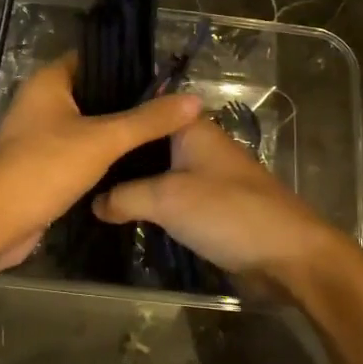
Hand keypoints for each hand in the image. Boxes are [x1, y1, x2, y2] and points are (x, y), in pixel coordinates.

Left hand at [0, 56, 201, 274]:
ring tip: (159, 133)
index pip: (91, 60)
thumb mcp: (103, 140)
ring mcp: (38, 136)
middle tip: (169, 107)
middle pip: (91, 93)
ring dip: (115, 131)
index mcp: (48, 83)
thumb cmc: (45, 167)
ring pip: (85, 125)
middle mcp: (40, 103)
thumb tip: (193, 100)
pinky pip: (77, 152)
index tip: (162, 76)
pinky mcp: (41, 166)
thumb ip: (148, 120)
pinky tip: (132, 163)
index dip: (125, 65)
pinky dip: (101, 155)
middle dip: (126, 101)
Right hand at [92, 117, 348, 292]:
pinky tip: (120, 212)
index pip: (143, 108)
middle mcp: (197, 144)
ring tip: (86, 187)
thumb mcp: (166, 199)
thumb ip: (124, 196)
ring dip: (131, 182)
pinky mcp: (210, 205)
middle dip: (116, 154)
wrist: (288, 255)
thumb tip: (93, 202)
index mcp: (190, 127)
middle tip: (74, 164)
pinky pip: (170, 196)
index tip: (75, 127)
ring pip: (157, 171)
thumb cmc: (227, 213)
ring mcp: (205, 175)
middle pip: (147, 142)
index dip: (111, 115)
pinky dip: (149, 202)